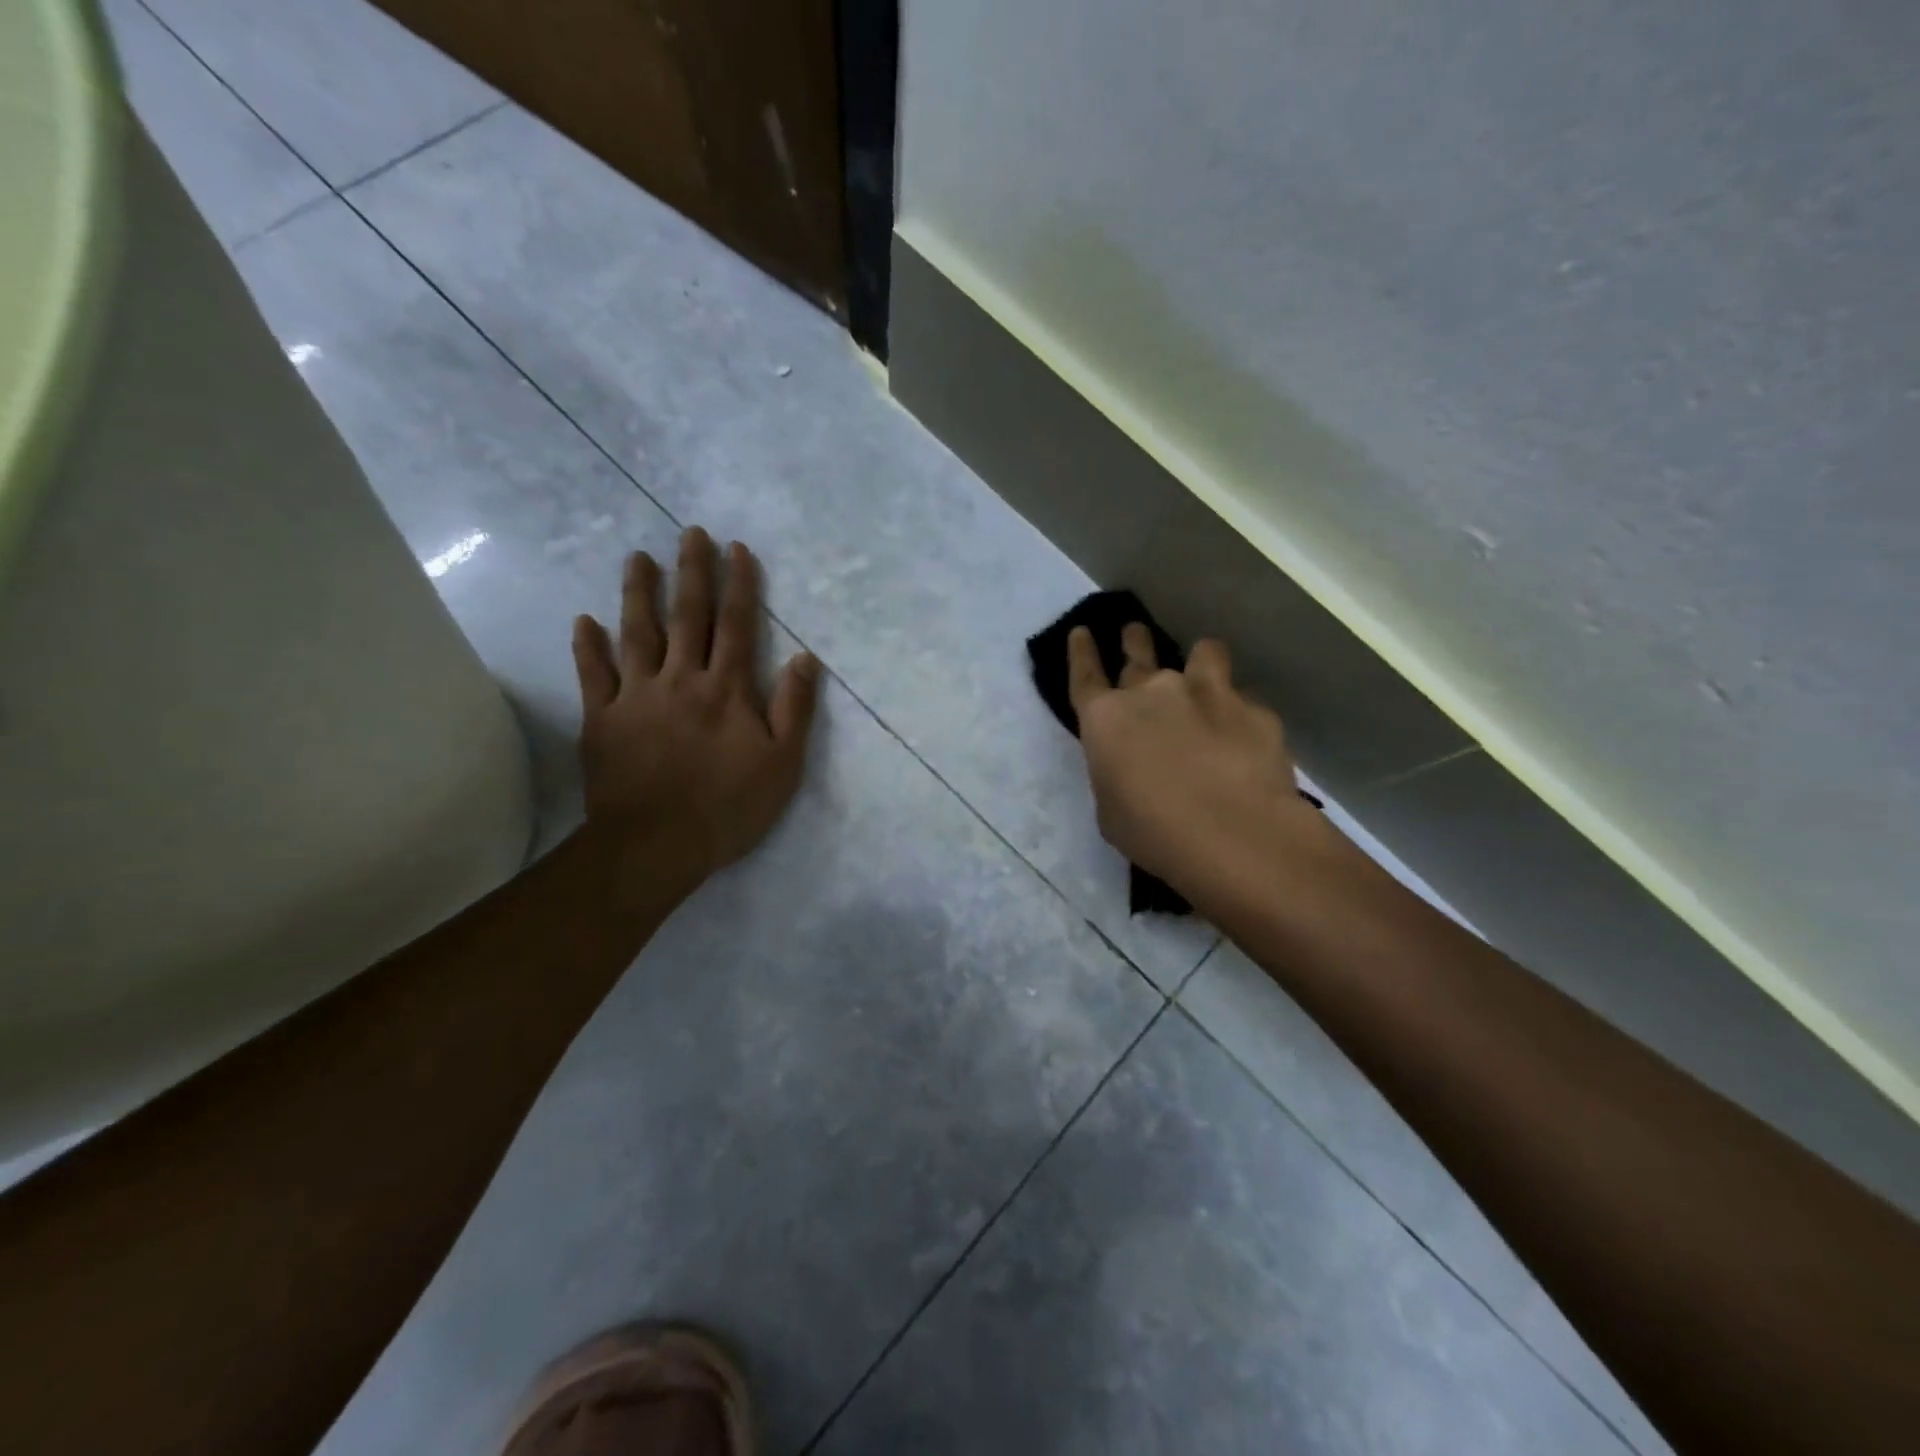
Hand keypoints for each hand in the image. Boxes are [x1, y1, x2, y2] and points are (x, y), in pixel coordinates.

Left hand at [572, 528, 819, 896]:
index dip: (739, 585)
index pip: (737, 626)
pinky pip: (594, 675)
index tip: (737, 549)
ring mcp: (637, 697)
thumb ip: (794, 708)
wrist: (656, 845)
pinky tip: (583, 620)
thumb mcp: (782, 763)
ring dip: (638, 593)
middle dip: (691, 572)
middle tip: (689, 533)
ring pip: (638, 634)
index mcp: (727, 689)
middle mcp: (681, 679)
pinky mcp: (603, 719)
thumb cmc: (728, 807)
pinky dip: (588, 647)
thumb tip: (806, 658)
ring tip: (638, 558)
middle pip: (688, 617)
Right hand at [1067, 623, 1320, 892]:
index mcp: (1106, 719)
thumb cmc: (1153, 832)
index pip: (1085, 674)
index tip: (1082, 633)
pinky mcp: (1254, 709)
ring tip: (1205, 671)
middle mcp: (1153, 692)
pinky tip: (1246, 737)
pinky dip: (1240, 712)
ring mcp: (1208, 693)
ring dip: (1199, 661)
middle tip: (1135, 633)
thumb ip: (1116, 773)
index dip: (1081, 652)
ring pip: (1204, 652)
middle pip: (1138, 651)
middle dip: (1134, 640)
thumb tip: (1131, 765)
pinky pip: (1244, 700)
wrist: (1234, 835)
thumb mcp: (1111, 810)